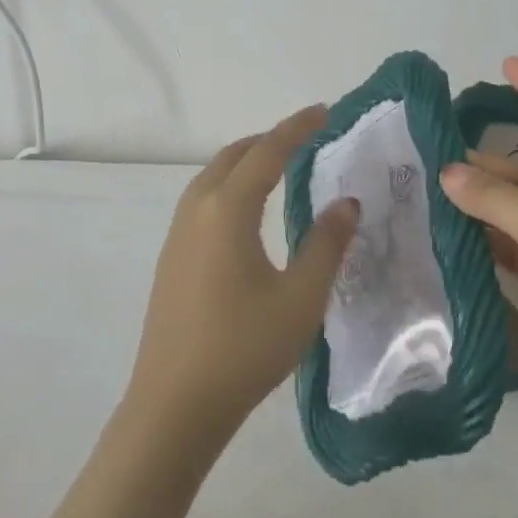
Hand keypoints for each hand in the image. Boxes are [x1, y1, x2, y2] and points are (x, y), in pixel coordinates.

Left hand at [122, 106, 360, 456]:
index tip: (324, 111)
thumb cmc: (244, 348)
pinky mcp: (172, 257)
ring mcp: (178, 233)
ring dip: (246, 161)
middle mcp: (198, 208)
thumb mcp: (301, 297)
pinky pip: (203, 199)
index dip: (297, 128)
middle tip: (306, 138)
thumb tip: (346, 203)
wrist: (174, 406)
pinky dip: (231, 185)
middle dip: (270, 140)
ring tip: (279, 167)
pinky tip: (247, 213)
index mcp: (228, 208)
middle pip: (234, 155)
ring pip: (214, 176)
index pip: (267, 152)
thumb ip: (327, 244)